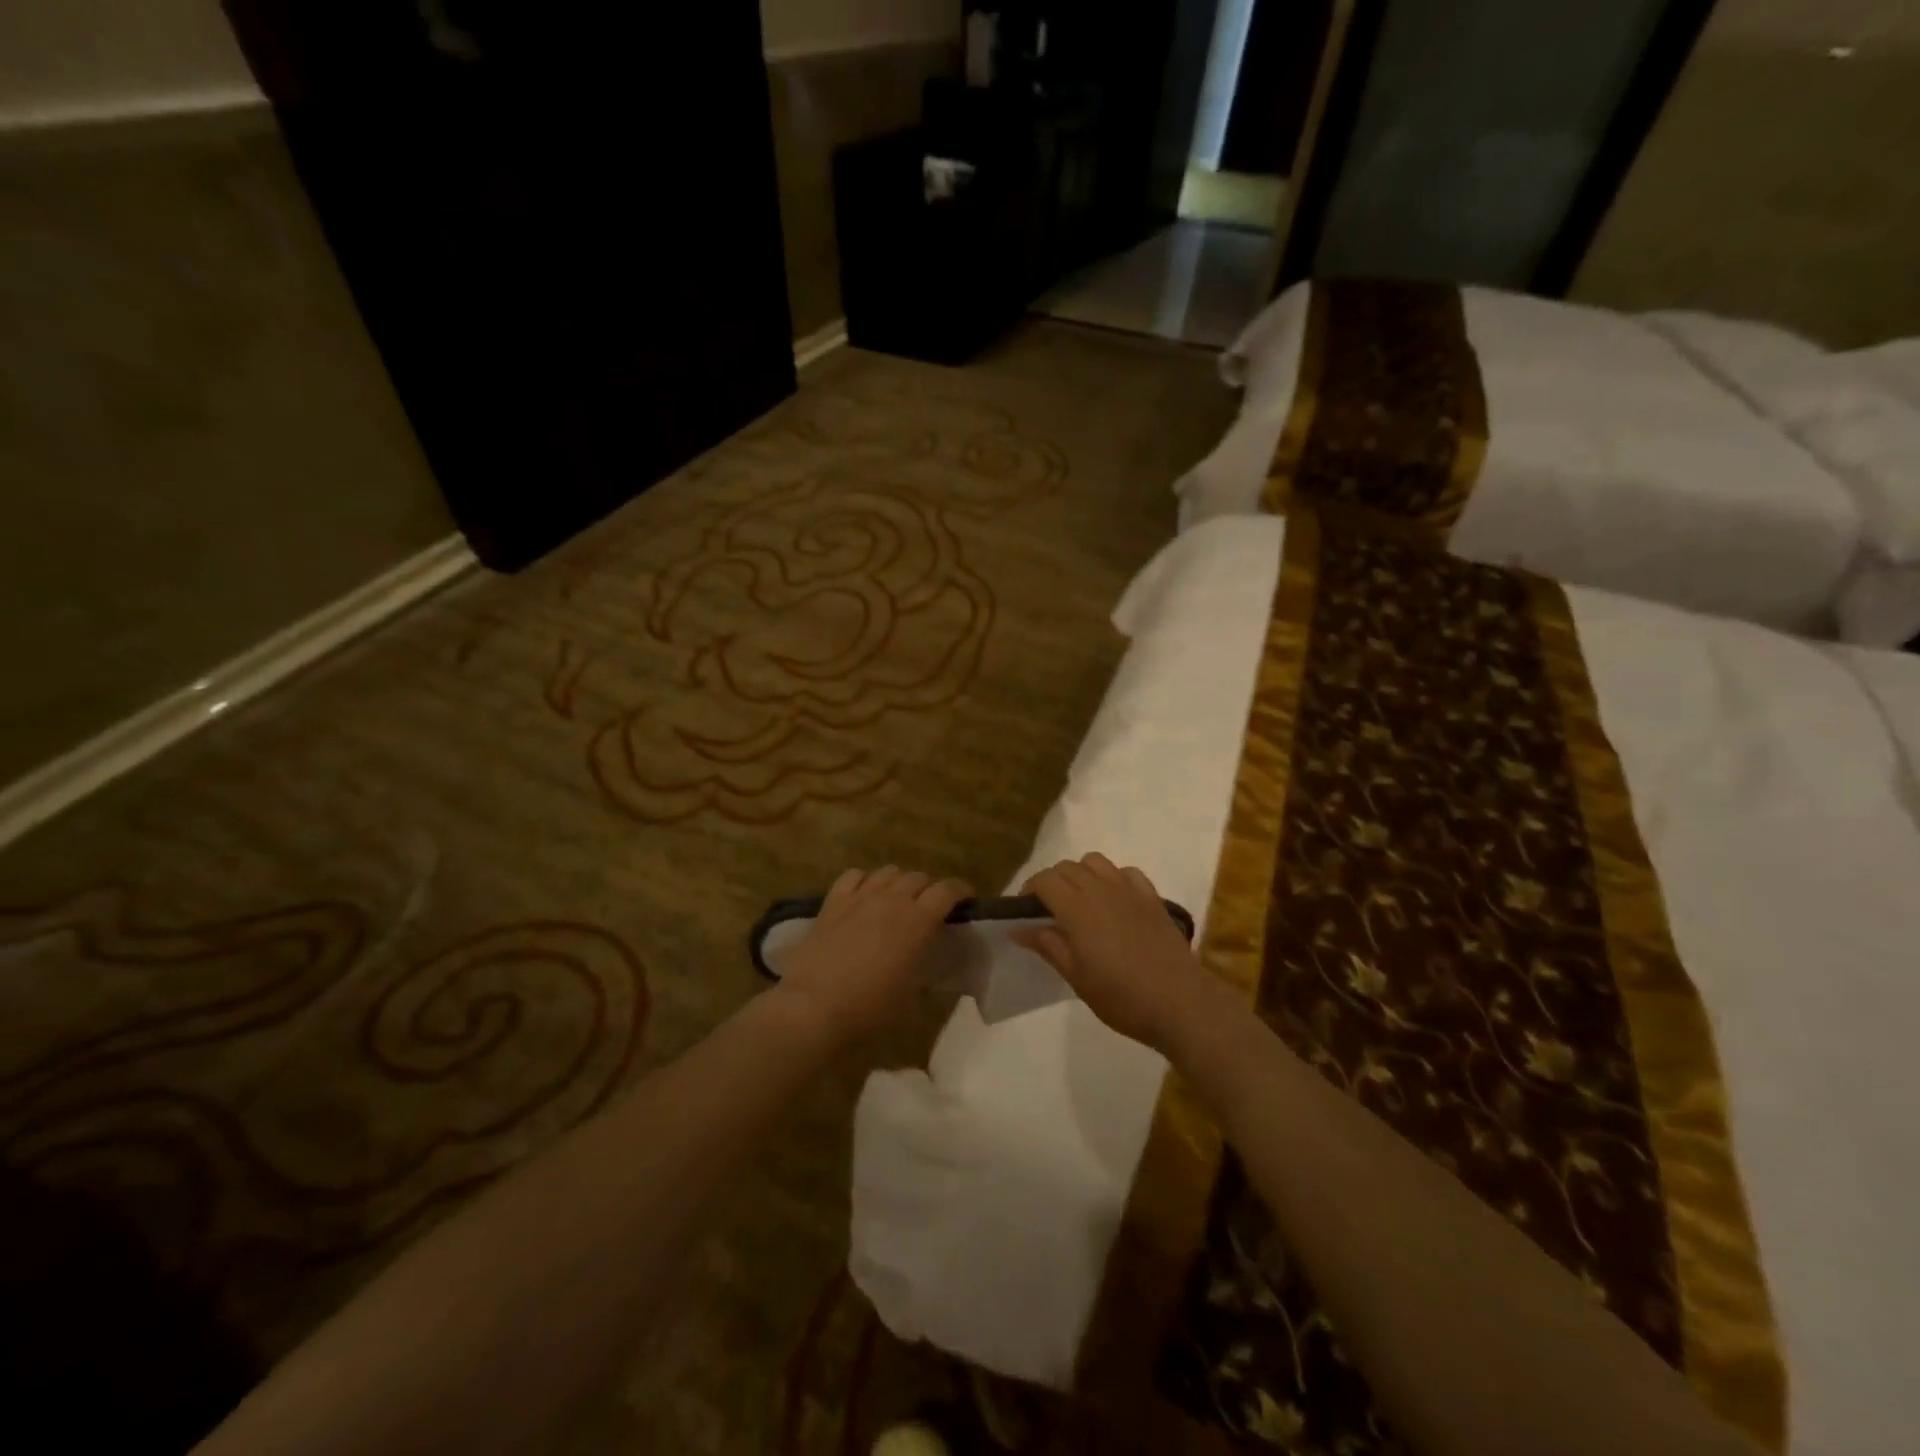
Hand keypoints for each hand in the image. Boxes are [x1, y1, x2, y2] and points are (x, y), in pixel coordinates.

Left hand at [775, 866, 970, 1044]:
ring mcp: (860, 897)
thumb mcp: (911, 993)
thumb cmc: (870, 1009)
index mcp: (919, 921)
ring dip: (899, 882)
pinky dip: (865, 880)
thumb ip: (923, 965)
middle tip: (928, 908)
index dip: (960, 891)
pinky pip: (854, 876)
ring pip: (888, 872)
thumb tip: (925, 956)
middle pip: (918, 878)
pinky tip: (864, 895)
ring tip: (896, 899)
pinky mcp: (833, 901)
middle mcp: (892, 899)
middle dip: (929, 889)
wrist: (815, 1007)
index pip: (948, 890)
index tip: (965, 900)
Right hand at [1016, 854, 1209, 1052]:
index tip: (1025, 911)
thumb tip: (1019, 928)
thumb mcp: (1077, 978)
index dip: (1030, 889)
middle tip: (1049, 910)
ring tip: (1081, 899)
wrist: (1180, 1001)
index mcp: (1077, 909)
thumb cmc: (1122, 997)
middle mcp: (1101, 890)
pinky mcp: (1152, 897)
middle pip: (1067, 867)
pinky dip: (1113, 877)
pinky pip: (1127, 872)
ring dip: (1081, 873)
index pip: (1045, 880)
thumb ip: (1048, 946)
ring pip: (1096, 862)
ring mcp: (1129, 890)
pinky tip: (1114, 900)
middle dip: (1052, 881)